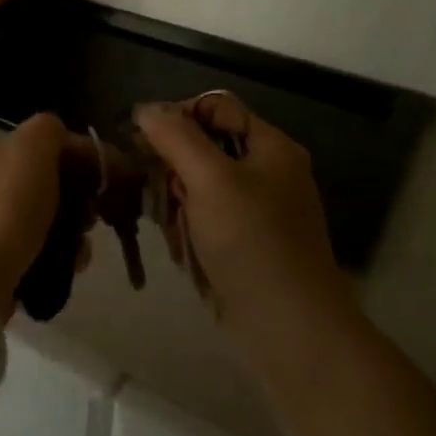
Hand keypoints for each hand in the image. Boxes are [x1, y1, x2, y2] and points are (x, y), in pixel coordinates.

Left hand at [0, 113, 86, 318]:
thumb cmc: (5, 209)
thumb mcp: (30, 150)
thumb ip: (50, 132)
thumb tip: (66, 140)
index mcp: (0, 155)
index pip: (52, 145)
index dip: (86, 156)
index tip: (113, 178)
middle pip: (54, 184)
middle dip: (83, 198)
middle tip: (94, 216)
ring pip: (52, 221)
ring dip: (75, 232)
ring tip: (82, 249)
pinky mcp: (2, 264)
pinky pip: (44, 254)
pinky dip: (62, 259)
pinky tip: (72, 267)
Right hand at [135, 95, 349, 341]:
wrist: (291, 329)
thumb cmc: (251, 243)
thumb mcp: (209, 179)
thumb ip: (176, 137)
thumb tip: (146, 109)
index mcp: (271, 146)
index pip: (215, 107)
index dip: (177, 116)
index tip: (143, 142)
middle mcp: (269, 171)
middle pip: (206, 146)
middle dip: (175, 166)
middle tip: (159, 194)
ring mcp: (262, 210)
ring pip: (203, 186)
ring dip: (178, 202)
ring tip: (172, 230)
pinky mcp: (251, 243)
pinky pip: (210, 219)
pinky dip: (191, 229)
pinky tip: (183, 250)